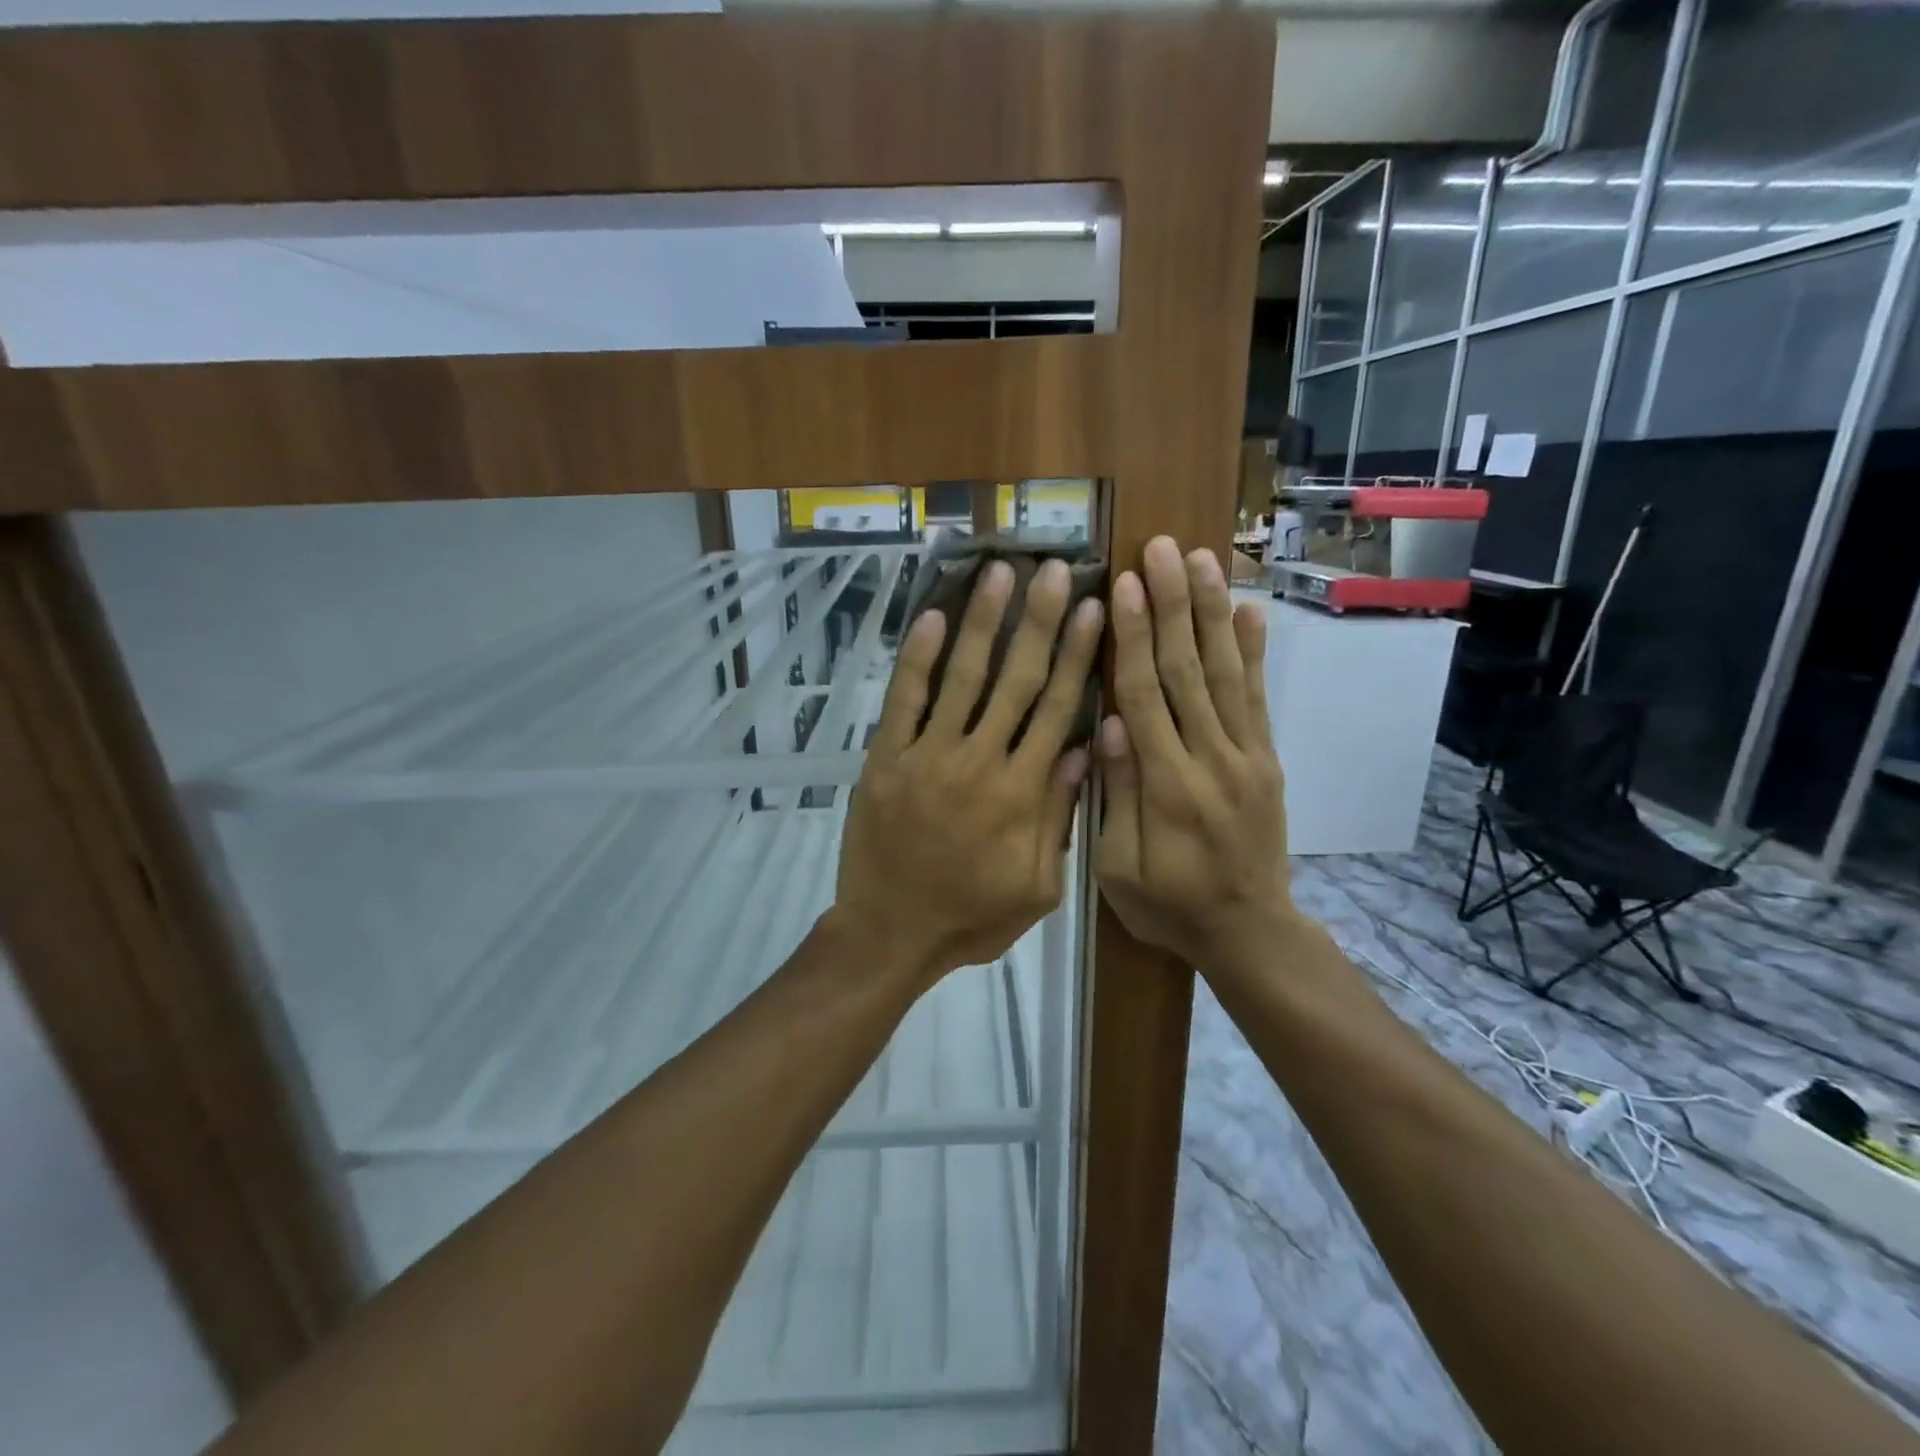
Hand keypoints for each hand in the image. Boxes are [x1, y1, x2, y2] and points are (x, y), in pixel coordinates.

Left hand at [834, 558, 1104, 982]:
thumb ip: (1060, 817)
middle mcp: (978, 761)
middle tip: (1055, 570)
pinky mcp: (886, 759)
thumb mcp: (1038, 887)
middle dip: (1039, 621)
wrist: (890, 934)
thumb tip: (1084, 748)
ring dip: (983, 622)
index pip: (1057, 709)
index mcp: (1021, 792)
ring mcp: (927, 756)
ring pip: (962, 677)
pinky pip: (904, 700)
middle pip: (1016, 679)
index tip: (1094, 609)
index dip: (1078, 656)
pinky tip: (935, 617)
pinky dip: (918, 658)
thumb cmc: (971, 918)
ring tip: (1001, 572)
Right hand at [1095, 536, 1301, 980]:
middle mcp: (1211, 758)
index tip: (1124, 584)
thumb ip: (1116, 795)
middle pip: (1188, 670)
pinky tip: (1250, 611)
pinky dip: (1254, 652)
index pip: (1145, 696)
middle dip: (1174, 605)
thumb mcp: (1120, 869)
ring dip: (1213, 613)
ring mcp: (1247, 755)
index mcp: (1167, 785)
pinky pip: (1259, 699)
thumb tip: (1109, 725)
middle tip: (1164, 549)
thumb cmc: (1169, 905)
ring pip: (1226, 673)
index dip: (1133, 637)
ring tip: (1205, 560)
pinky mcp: (1267, 759)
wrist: (1250, 932)